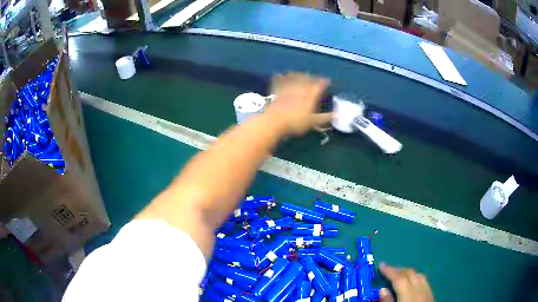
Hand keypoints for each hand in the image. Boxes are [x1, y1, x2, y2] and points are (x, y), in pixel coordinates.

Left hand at [267, 73, 330, 134]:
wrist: (274, 120)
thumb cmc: (296, 122)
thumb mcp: (313, 121)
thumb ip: (325, 117)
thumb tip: (339, 115)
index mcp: (310, 94)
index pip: (319, 85)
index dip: (324, 82)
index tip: (327, 80)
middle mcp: (300, 87)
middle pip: (307, 79)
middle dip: (312, 77)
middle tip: (315, 77)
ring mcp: (287, 87)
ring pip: (295, 77)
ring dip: (299, 74)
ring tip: (302, 74)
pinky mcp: (276, 89)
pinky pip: (279, 80)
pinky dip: (281, 76)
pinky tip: (280, 74)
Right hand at [379, 262, 433, 301]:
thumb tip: (382, 290)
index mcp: (409, 295)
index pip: (399, 278)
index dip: (389, 270)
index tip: (381, 265)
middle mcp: (420, 289)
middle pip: (410, 273)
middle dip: (398, 269)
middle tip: (387, 270)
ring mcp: (427, 291)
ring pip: (418, 275)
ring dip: (407, 272)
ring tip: (398, 275)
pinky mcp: (431, 295)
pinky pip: (424, 281)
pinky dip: (415, 277)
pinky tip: (411, 283)